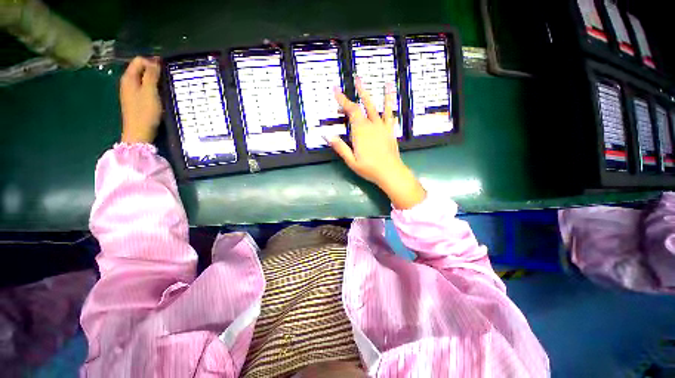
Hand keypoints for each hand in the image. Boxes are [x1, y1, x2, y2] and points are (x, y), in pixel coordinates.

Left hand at [119, 57, 161, 143]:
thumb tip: (155, 61)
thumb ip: (152, 75)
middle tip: (166, 78)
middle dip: (153, 70)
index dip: (152, 62)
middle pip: (140, 69)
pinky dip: (151, 87)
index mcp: (129, 78)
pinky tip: (158, 94)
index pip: (139, 60)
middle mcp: (127, 82)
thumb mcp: (150, 92)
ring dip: (153, 79)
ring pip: (142, 78)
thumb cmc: (145, 112)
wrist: (139, 132)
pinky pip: (143, 87)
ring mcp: (130, 92)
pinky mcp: (135, 100)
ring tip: (164, 86)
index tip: (165, 69)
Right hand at [330, 78, 425, 208]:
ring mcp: (382, 127)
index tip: (336, 89)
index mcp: (360, 132)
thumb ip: (339, 147)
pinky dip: (390, 103)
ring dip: (374, 94)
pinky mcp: (390, 131)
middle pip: (363, 106)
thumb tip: (326, 134)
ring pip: (377, 107)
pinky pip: (390, 114)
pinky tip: (391, 95)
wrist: (390, 173)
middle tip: (356, 79)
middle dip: (357, 93)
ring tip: (378, 83)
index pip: (351, 111)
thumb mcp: (351, 161)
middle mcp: (371, 125)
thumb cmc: (369, 168)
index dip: (343, 100)